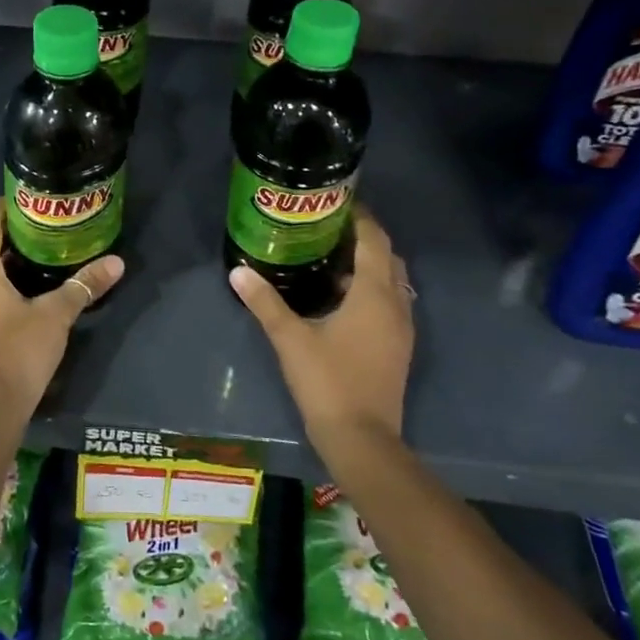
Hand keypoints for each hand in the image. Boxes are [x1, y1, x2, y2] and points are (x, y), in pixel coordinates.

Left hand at [0, 201, 123, 416]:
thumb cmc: (19, 350)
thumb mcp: (56, 314)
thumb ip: (84, 286)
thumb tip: (116, 262)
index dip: (2, 209)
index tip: (24, 199)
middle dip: (7, 237)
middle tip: (39, 230)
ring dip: (2, 264)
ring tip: (35, 259)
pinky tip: (24, 294)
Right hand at [229, 207, 414, 451]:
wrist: (362, 439)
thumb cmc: (328, 382)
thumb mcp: (290, 339)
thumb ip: (265, 302)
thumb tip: (238, 271)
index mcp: (375, 295)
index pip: (374, 241)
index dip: (360, 217)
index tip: (337, 200)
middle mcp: (396, 304)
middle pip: (388, 258)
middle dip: (364, 237)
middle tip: (329, 226)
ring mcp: (401, 328)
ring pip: (392, 281)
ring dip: (369, 264)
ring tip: (331, 255)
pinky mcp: (397, 347)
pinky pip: (390, 302)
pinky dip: (371, 288)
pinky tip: (340, 296)